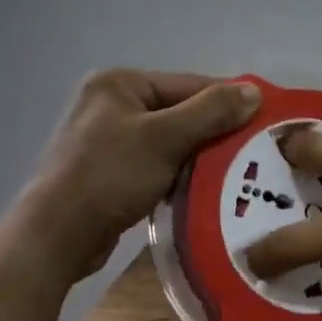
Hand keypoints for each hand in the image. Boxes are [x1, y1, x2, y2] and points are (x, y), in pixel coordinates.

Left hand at [31, 69, 260, 276]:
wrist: (55, 237)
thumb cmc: (109, 176)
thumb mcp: (165, 138)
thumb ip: (211, 111)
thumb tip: (255, 91)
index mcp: (120, 83)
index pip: (190, 84)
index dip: (228, 101)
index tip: (266, 120)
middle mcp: (111, 103)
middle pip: (181, 111)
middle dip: (215, 131)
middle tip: (254, 151)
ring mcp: (108, 138)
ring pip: (171, 139)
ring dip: (199, 155)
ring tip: (236, 171)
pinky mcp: (109, 171)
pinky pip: (156, 163)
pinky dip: (179, 173)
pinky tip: (203, 188)